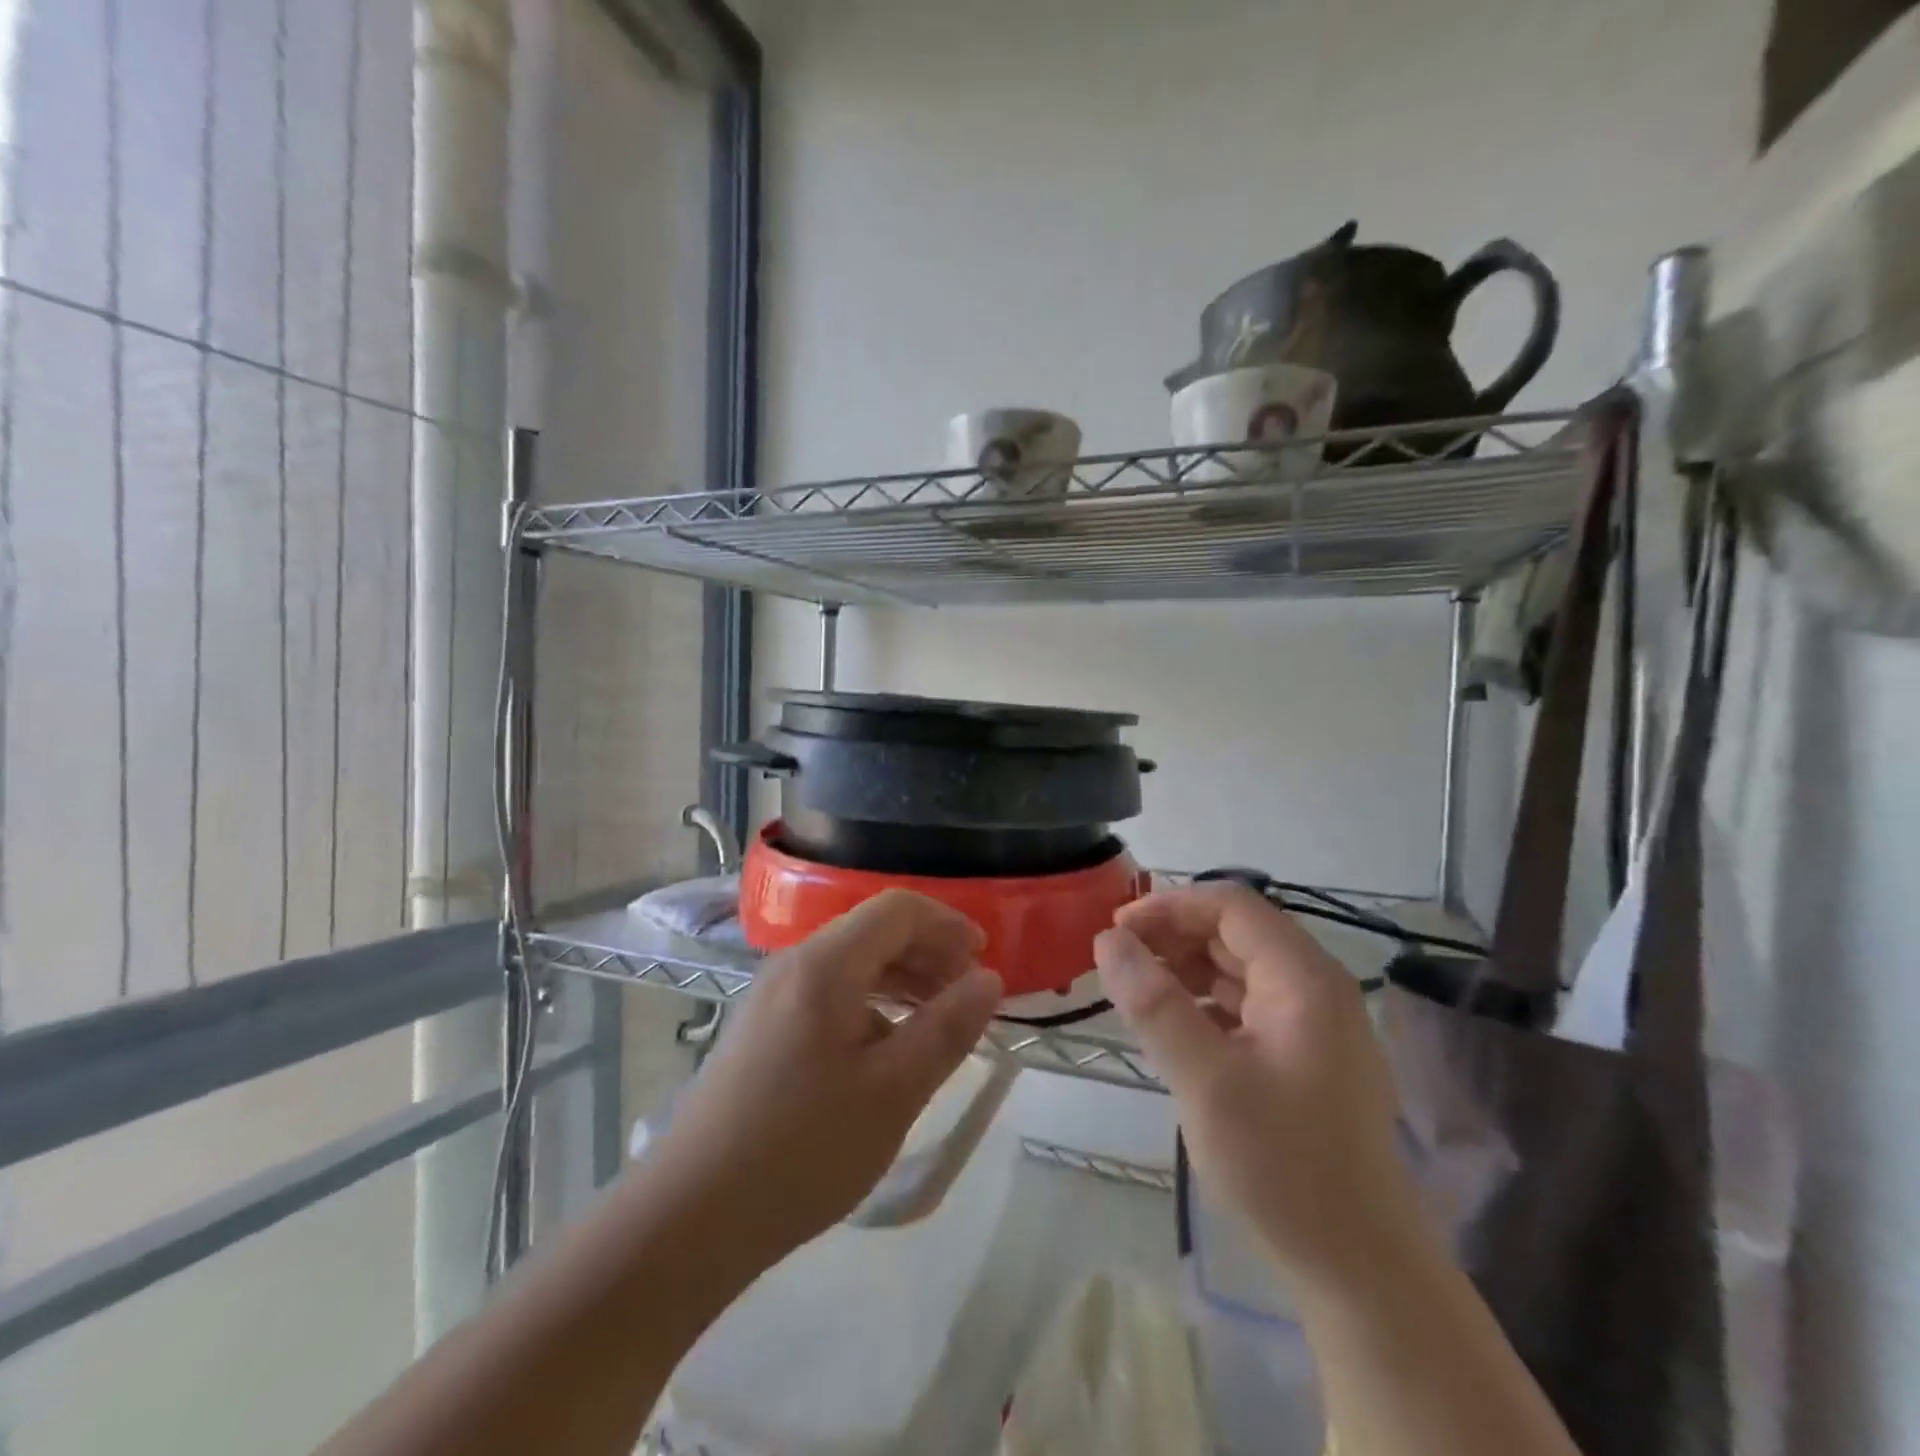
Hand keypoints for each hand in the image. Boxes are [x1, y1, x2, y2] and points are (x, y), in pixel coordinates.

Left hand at [643, 889, 1002, 1261]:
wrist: (690, 1216)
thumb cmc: (802, 1148)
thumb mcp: (893, 1091)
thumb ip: (946, 1028)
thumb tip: (989, 979)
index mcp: (825, 964)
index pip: (897, 910)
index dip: (948, 924)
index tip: (984, 960)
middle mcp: (795, 964)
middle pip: (873, 931)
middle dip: (929, 952)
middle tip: (968, 995)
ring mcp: (772, 996)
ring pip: (852, 963)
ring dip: (902, 979)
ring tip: (937, 1020)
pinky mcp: (762, 1029)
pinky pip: (829, 994)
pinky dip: (871, 1005)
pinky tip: (887, 1051)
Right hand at [1095, 884, 1429, 1295]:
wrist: (1361, 1270)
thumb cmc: (1282, 1165)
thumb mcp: (1204, 1080)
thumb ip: (1153, 1002)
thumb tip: (1108, 940)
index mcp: (1303, 978)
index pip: (1230, 905)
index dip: (1168, 907)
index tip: (1115, 932)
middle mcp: (1315, 987)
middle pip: (1235, 932)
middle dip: (1173, 936)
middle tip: (1117, 963)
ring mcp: (1315, 1024)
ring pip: (1240, 968)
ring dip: (1185, 968)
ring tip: (1136, 991)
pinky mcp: (1307, 1057)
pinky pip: (1248, 1005)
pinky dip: (1205, 1003)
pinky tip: (1174, 1028)